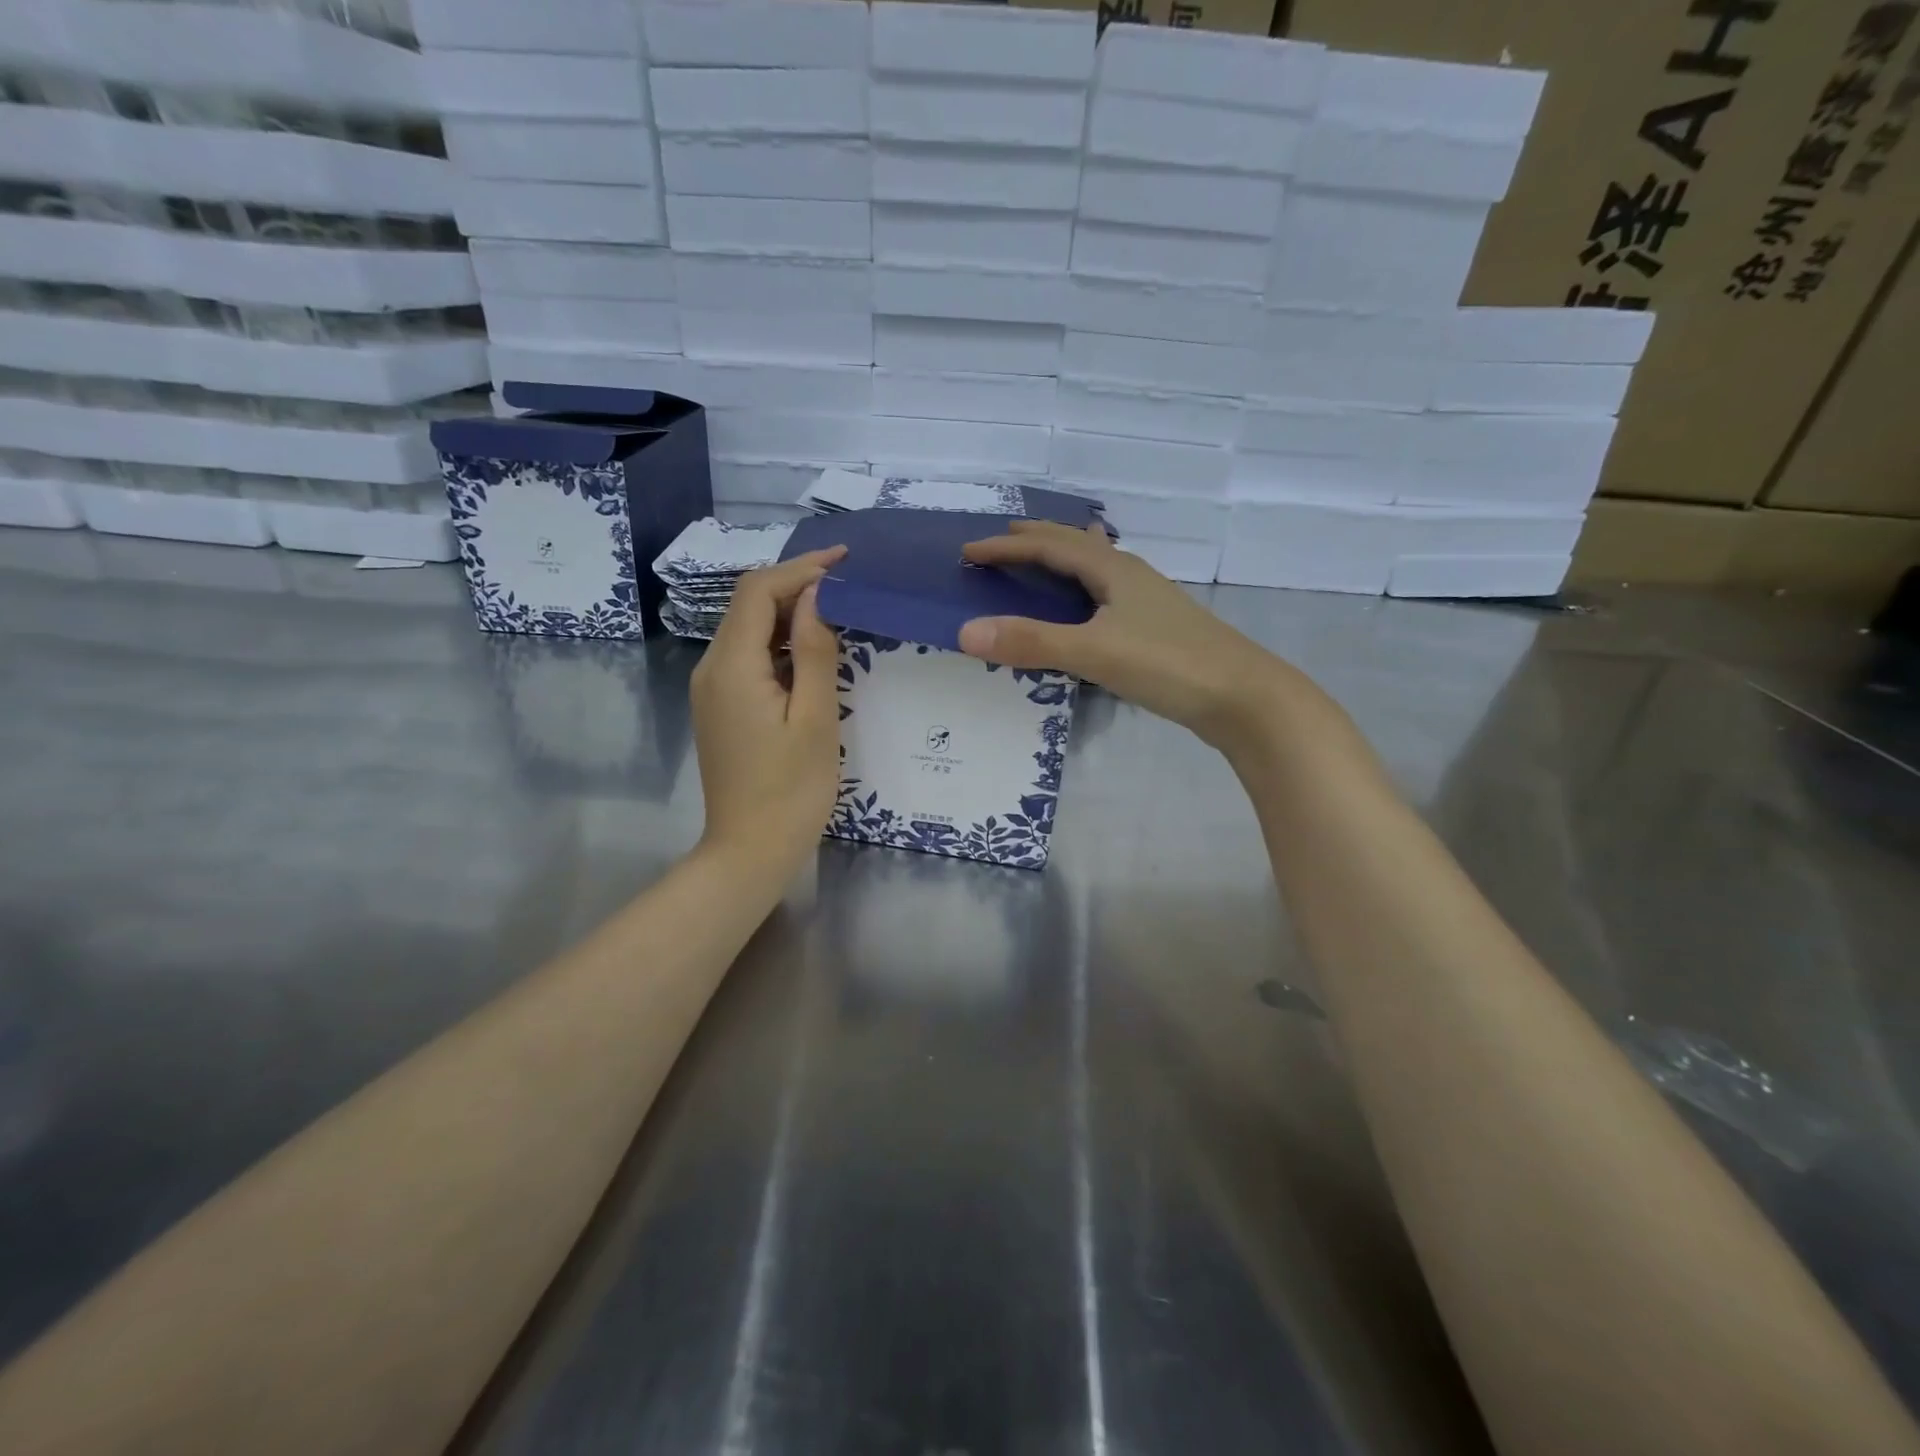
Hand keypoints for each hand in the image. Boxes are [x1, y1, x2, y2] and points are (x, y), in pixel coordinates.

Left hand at [690, 546, 845, 870]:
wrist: (750, 851)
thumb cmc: (792, 790)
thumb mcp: (816, 718)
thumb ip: (817, 652)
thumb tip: (817, 598)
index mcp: (732, 667)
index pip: (758, 592)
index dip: (799, 569)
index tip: (844, 561)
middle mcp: (712, 669)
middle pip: (749, 606)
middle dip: (797, 587)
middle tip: (849, 585)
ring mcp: (713, 690)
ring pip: (750, 631)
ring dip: (791, 615)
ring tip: (840, 612)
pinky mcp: (722, 708)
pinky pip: (750, 659)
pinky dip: (782, 645)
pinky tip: (815, 653)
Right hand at [959, 521, 1300, 751]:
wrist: (1243, 697)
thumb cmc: (1168, 665)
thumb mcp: (1093, 651)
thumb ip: (1031, 642)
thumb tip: (966, 632)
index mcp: (1113, 569)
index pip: (1049, 546)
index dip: (1007, 548)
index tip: (968, 553)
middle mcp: (1130, 575)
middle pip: (1077, 545)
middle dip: (1037, 540)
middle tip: (1003, 540)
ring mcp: (1148, 602)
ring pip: (1097, 567)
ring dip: (1065, 559)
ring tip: (1044, 559)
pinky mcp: (1157, 629)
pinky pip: (1108, 594)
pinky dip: (1084, 589)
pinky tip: (1091, 607)